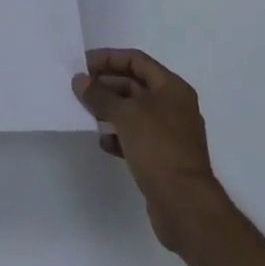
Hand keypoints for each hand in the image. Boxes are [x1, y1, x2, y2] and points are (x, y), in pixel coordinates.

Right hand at [73, 48, 225, 253]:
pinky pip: (136, 137)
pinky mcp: (163, 158)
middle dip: (106, 85)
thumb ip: (99, 95)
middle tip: (79, 89)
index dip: (108, 59)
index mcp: (172, 88)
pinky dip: (119, 135)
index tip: (83, 65)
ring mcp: (169, 134)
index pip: (136, 60)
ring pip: (134, 112)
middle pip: (134, 85)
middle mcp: (173, 106)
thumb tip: (79, 80)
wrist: (185, 206)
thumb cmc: (158, 148)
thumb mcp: (125, 114)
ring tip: (86, 113)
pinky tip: (103, 142)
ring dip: (109, 110)